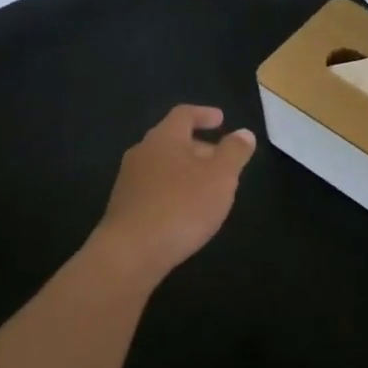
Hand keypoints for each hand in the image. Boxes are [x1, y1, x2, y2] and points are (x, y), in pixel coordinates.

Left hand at [94, 105, 256, 279]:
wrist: (130, 253)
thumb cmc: (181, 206)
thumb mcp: (220, 177)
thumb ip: (234, 152)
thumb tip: (244, 133)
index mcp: (164, 138)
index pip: (184, 114)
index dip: (204, 114)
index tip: (221, 119)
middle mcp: (142, 153)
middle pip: (172, 140)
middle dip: (199, 147)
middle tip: (221, 160)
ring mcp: (129, 181)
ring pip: (163, 166)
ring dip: (186, 171)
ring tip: (208, 188)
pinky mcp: (124, 207)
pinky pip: (154, 189)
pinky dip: (173, 191)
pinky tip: (185, 211)